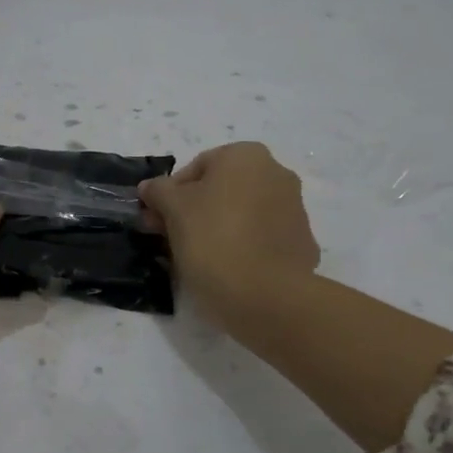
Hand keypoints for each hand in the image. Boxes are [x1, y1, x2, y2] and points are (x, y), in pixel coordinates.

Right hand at [139, 142, 319, 323]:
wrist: (266, 296)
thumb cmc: (213, 240)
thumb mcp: (173, 210)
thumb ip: (158, 191)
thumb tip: (150, 187)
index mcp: (246, 156)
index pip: (196, 168)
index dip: (170, 194)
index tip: (157, 221)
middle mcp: (277, 173)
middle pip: (221, 189)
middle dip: (194, 211)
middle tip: (170, 239)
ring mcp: (295, 209)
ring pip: (242, 214)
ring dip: (218, 228)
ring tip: (197, 258)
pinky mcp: (302, 243)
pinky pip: (262, 239)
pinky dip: (244, 248)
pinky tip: (228, 270)